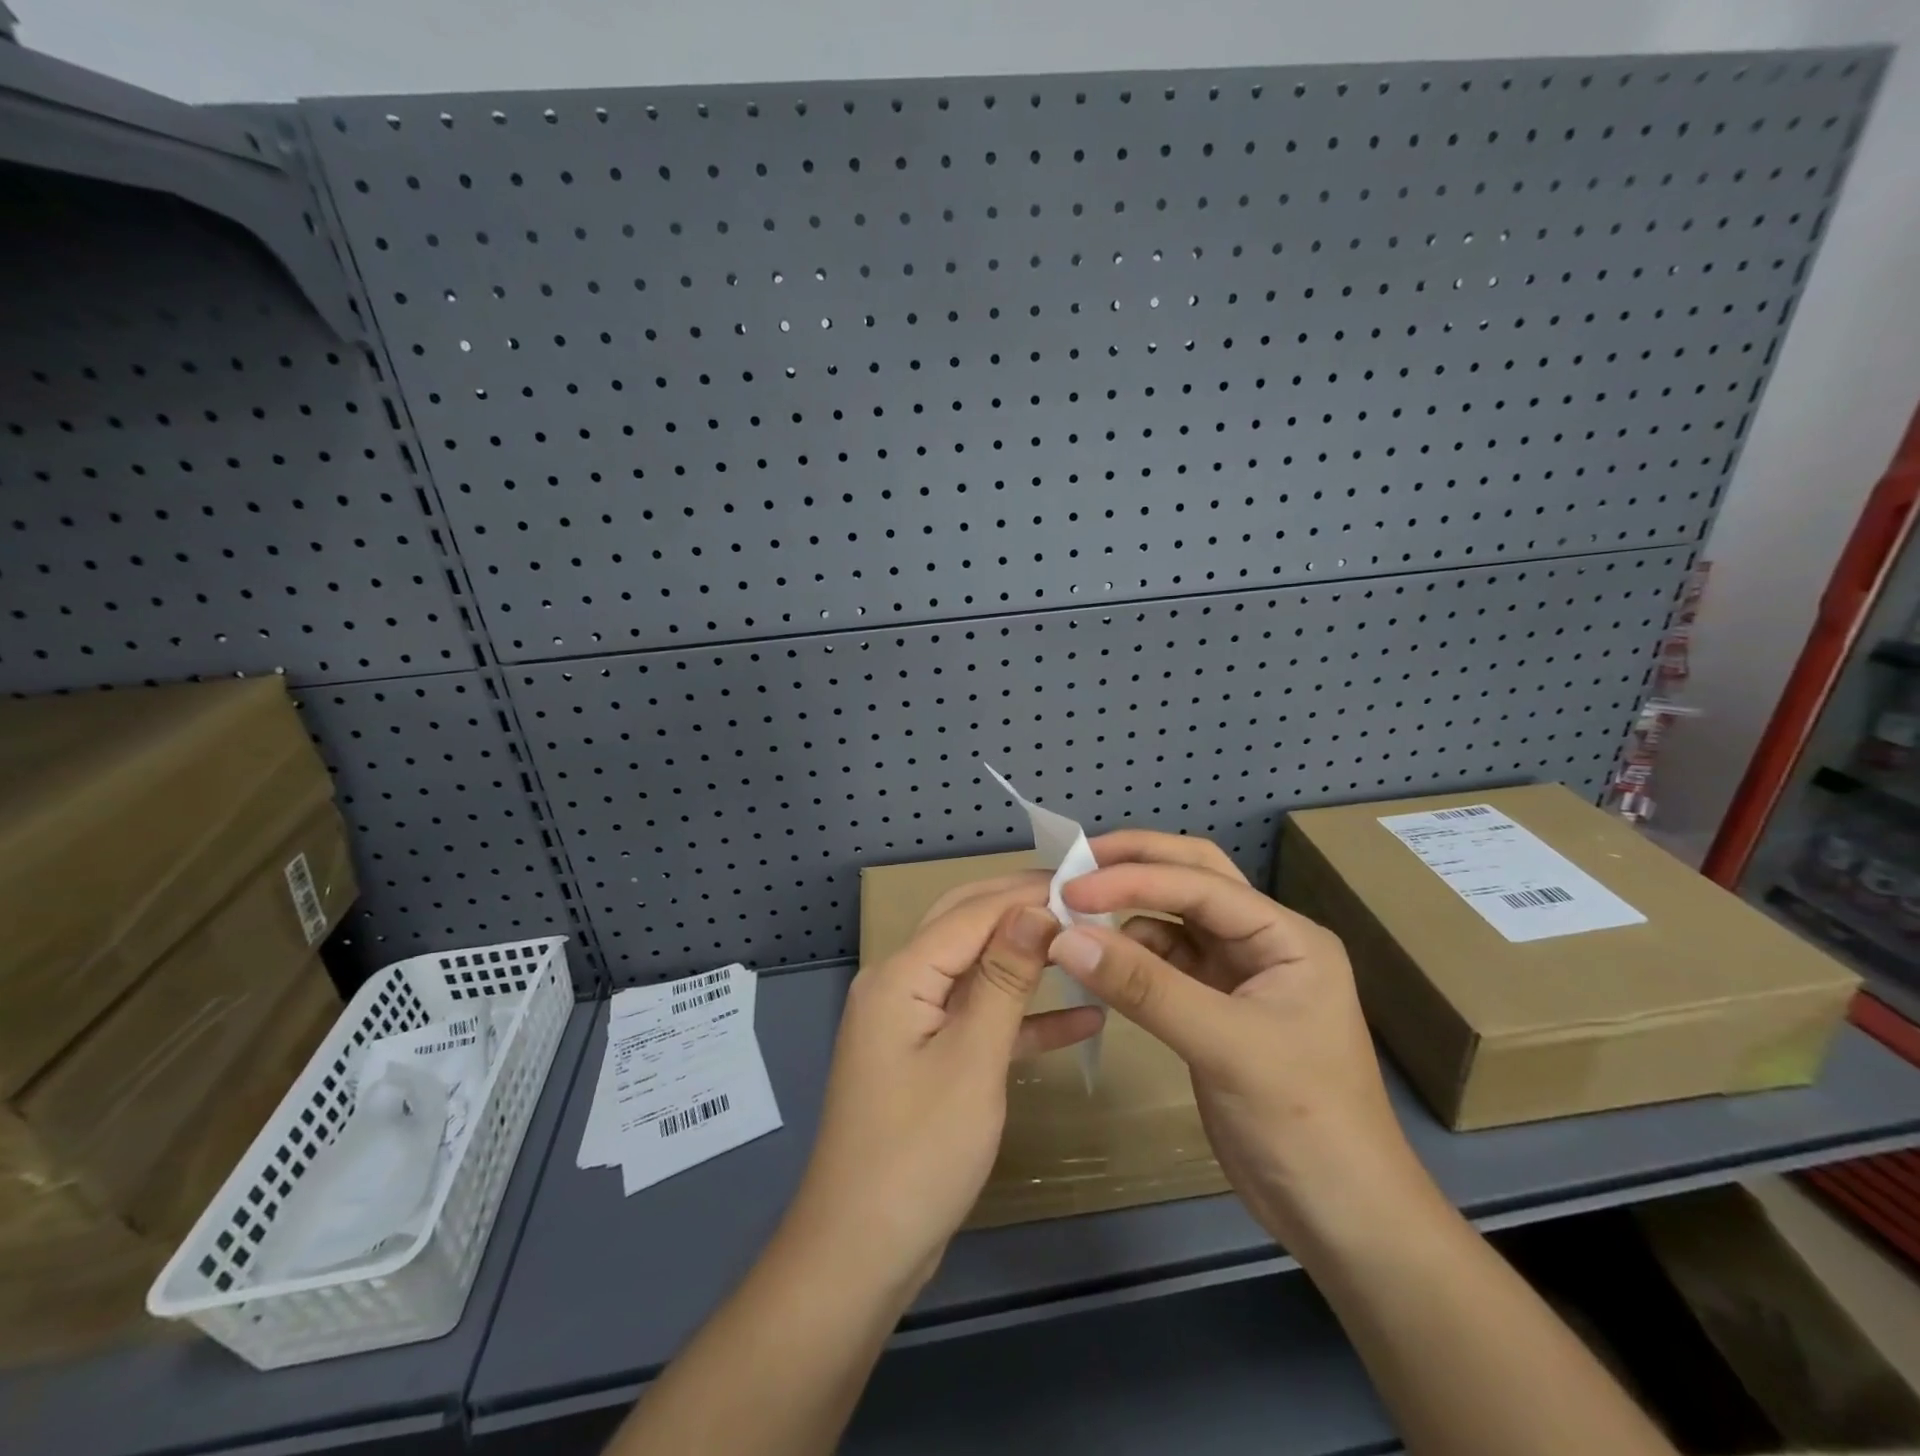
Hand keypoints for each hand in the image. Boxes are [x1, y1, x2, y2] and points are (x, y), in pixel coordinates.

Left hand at [783, 876, 1104, 1295]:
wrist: (861, 1253)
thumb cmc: (918, 1153)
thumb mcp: (972, 1061)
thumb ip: (1004, 980)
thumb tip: (1035, 909)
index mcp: (900, 976)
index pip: (971, 912)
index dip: (1026, 894)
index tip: (1084, 882)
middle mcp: (900, 986)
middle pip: (967, 929)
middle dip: (1022, 911)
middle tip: (1085, 901)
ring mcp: (913, 1024)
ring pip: (977, 972)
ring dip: (1027, 960)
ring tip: (1088, 944)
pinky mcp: (928, 1059)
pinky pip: (979, 1021)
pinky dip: (1024, 1018)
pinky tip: (1083, 1019)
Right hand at [1048, 831, 1431, 1254]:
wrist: (1342, 1220)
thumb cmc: (1304, 1123)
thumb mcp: (1226, 1047)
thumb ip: (1145, 988)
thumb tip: (1065, 937)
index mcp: (1286, 936)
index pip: (1201, 884)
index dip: (1134, 878)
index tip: (1072, 886)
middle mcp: (1263, 943)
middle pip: (1193, 880)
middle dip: (1136, 865)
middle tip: (1075, 863)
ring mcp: (1237, 976)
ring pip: (1174, 920)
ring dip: (1127, 911)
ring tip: (1073, 911)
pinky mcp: (1212, 1010)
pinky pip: (1163, 963)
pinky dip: (1128, 956)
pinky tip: (1096, 961)